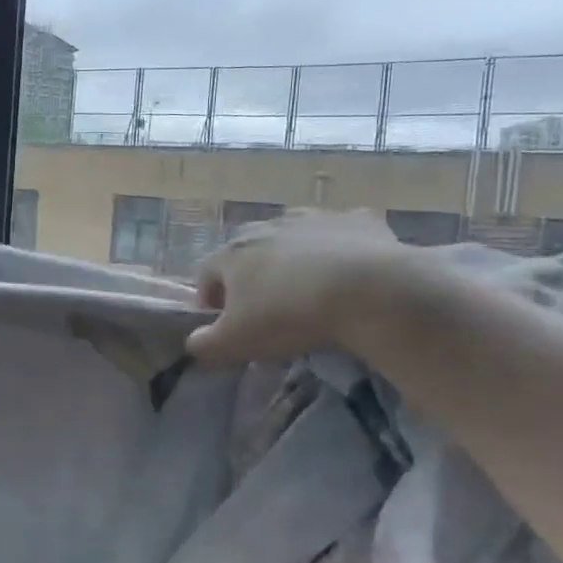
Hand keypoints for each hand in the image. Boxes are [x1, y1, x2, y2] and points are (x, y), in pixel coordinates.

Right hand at [186, 208, 416, 364]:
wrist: (369, 290)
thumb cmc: (288, 315)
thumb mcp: (235, 342)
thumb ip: (204, 344)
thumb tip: (194, 342)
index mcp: (232, 252)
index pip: (206, 275)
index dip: (210, 301)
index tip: (225, 325)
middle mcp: (268, 226)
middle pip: (249, 253)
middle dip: (251, 278)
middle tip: (267, 310)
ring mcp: (314, 218)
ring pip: (294, 240)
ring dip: (295, 262)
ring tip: (310, 293)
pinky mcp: (357, 220)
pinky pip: (342, 235)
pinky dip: (341, 251)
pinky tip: (352, 275)